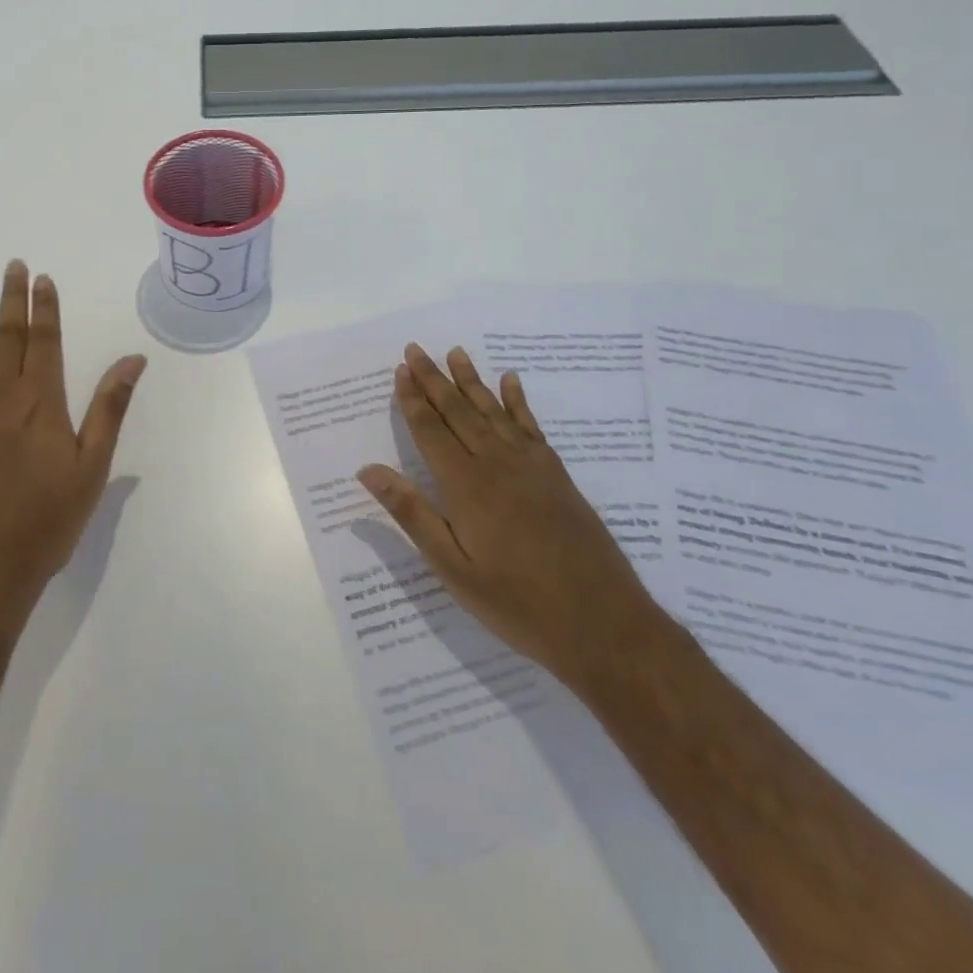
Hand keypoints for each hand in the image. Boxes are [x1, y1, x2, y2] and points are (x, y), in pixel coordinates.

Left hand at [0, 261, 146, 635]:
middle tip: (11, 266)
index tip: (42, 278)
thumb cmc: (43, 524)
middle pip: (6, 337)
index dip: (44, 307)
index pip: (44, 341)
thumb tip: (134, 360)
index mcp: (40, 403)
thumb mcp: (91, 469)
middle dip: (10, 299)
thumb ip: (110, 409)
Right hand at [357, 344, 660, 699]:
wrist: (603, 625)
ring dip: (471, 381)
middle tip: (416, 348)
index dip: (413, 400)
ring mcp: (531, 467)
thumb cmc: (517, 604)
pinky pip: (531, 427)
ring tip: (456, 352)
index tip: (400, 369)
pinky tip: (511, 381)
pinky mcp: (556, 475)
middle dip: (434, 379)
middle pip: (459, 411)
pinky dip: (518, 401)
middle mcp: (497, 464)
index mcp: (466, 486)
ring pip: (493, 411)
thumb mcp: (453, 568)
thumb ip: (412, 514)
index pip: (431, 431)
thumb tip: (368, 470)